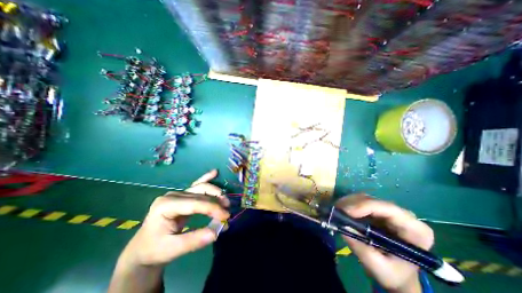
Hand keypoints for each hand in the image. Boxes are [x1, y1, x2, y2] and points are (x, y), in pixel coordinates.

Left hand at [122, 169, 230, 267]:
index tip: (226, 216)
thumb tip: (217, 231)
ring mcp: (178, 193)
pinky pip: (197, 185)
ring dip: (216, 193)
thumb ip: (195, 240)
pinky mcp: (183, 195)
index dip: (213, 208)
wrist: (143, 249)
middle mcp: (173, 195)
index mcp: (166, 205)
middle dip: (216, 201)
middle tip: (227, 211)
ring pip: (201, 188)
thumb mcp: (173, 249)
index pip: (195, 203)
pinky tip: (215, 172)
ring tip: (226, 202)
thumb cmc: (155, 249)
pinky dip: (207, 178)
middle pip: (200, 193)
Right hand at [337, 195, 434, 292]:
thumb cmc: (393, 274)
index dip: (364, 206)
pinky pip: (360, 202)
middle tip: (335, 211)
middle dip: (352, 204)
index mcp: (415, 229)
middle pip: (373, 201)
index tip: (346, 212)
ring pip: (364, 198)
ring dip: (347, 203)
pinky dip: (348, 205)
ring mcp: (389, 211)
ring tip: (336, 211)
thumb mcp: (379, 267)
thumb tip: (343, 226)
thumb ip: (362, 248)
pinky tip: (341, 211)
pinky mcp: (377, 211)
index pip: (388, 209)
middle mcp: (403, 215)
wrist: (396, 274)